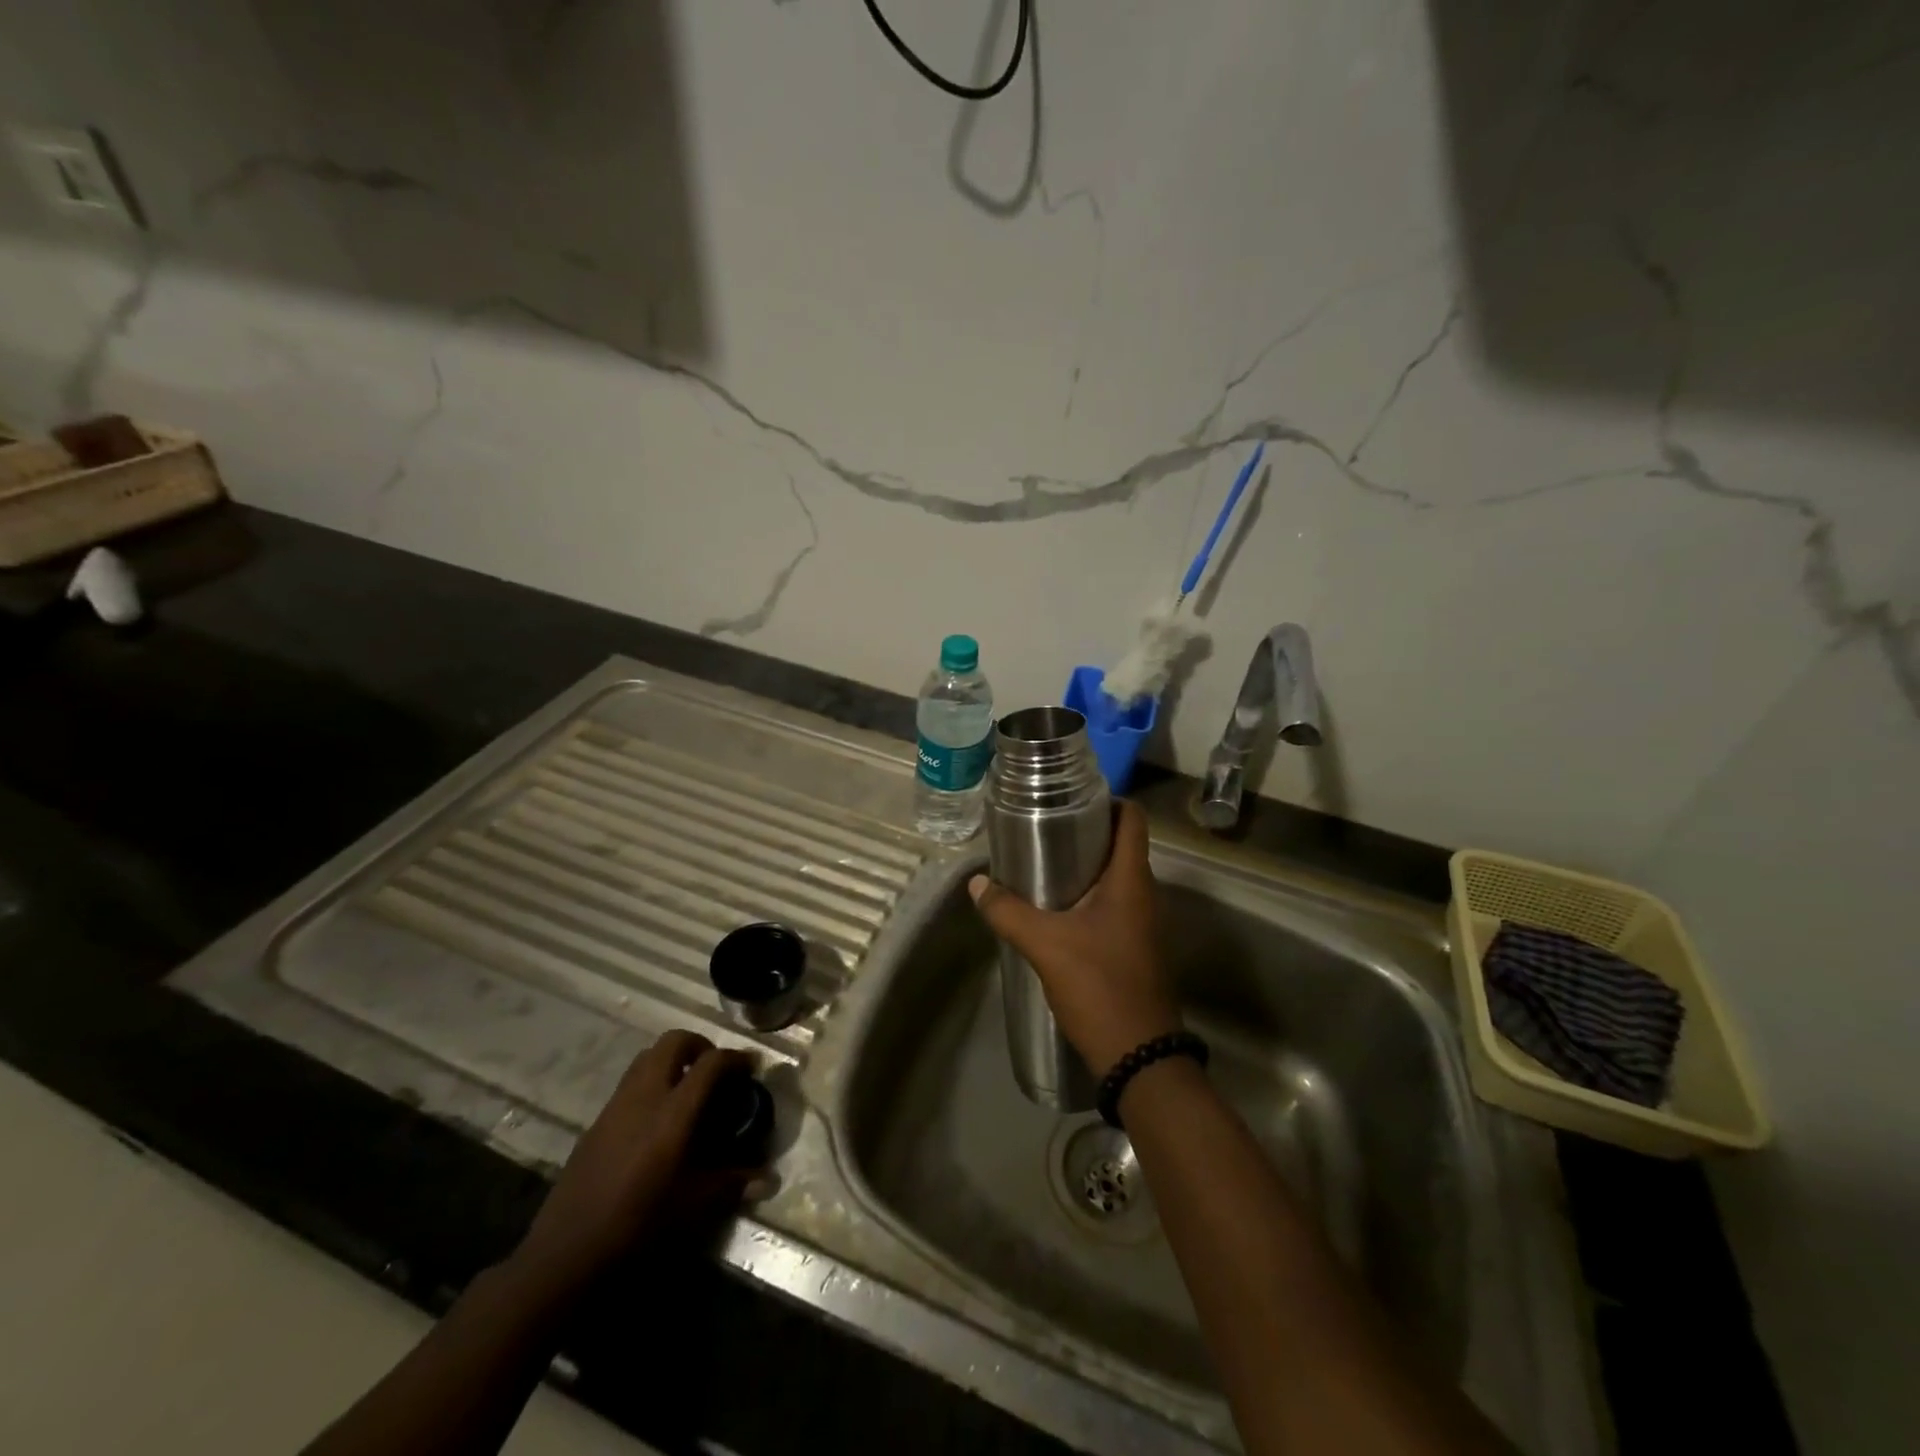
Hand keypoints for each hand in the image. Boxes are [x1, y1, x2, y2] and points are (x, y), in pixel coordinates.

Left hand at [511, 1031, 756, 1296]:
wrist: (567, 1250)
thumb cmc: (638, 1222)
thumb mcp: (693, 1204)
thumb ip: (732, 1183)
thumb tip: (768, 1179)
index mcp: (673, 1111)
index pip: (710, 1063)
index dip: (735, 1057)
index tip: (751, 1065)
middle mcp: (645, 1096)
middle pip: (674, 1042)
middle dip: (699, 1045)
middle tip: (714, 1068)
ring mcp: (616, 1104)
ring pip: (647, 1057)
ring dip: (671, 1059)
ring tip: (686, 1087)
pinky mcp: (597, 1121)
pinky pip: (629, 1082)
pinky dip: (650, 1082)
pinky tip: (656, 1118)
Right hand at [969, 800, 1180, 1075]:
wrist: (1140, 1056)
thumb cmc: (1100, 987)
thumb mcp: (1046, 946)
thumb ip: (1008, 912)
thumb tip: (976, 884)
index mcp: (1131, 880)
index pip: (1133, 818)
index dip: (1108, 800)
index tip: (1070, 799)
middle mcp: (1144, 893)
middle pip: (1121, 844)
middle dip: (1085, 831)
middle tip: (1043, 827)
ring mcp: (1142, 922)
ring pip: (1116, 876)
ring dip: (1084, 865)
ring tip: (1041, 863)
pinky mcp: (1134, 946)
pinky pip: (1113, 904)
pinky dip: (1087, 895)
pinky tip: (1055, 908)